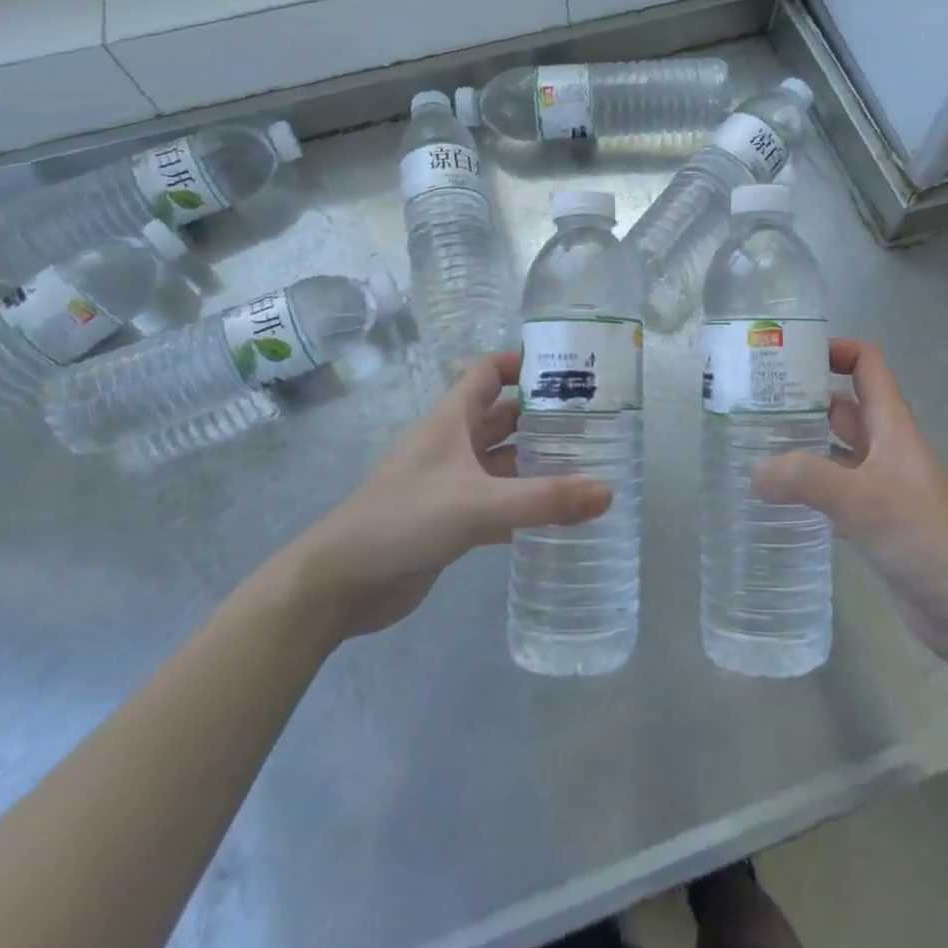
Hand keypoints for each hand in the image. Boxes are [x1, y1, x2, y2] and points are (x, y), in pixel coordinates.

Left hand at [282, 352, 609, 643]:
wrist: (339, 584)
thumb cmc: (403, 520)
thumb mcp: (476, 504)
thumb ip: (543, 499)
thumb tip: (608, 491)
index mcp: (451, 420)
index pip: (487, 372)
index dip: (522, 363)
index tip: (567, 368)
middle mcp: (452, 445)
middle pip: (503, 417)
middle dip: (543, 416)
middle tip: (594, 421)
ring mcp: (450, 483)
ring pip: (502, 461)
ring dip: (536, 462)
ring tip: (587, 465)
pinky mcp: (450, 520)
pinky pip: (497, 502)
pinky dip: (524, 504)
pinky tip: (557, 517)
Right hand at [755, 339, 947, 660]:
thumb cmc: (924, 536)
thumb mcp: (862, 499)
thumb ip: (806, 479)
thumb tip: (755, 472)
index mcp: (892, 425)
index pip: (867, 364)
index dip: (834, 349)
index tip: (789, 357)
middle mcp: (886, 448)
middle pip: (843, 406)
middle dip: (803, 399)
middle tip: (753, 404)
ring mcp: (881, 485)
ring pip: (835, 450)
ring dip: (802, 444)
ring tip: (754, 446)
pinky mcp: (875, 521)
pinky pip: (834, 491)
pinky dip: (808, 488)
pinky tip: (777, 498)